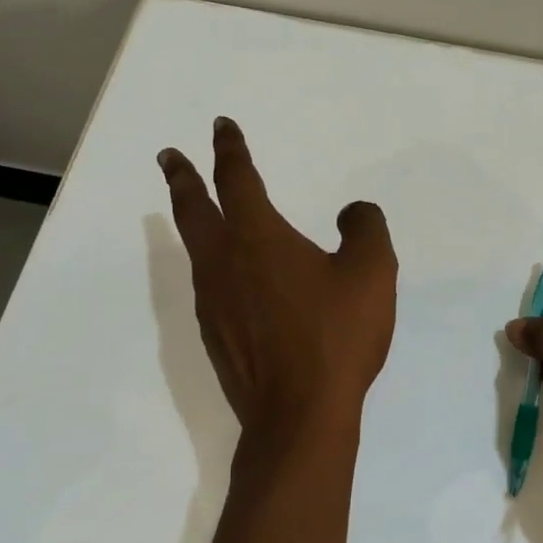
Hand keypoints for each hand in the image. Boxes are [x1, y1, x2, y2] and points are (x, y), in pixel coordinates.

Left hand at [159, 118, 396, 434]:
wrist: (299, 414)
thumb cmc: (335, 336)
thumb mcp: (372, 272)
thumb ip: (365, 228)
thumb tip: (352, 212)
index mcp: (258, 237)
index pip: (236, 178)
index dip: (229, 148)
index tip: (222, 127)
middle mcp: (224, 262)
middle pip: (193, 208)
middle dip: (182, 177)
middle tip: (169, 156)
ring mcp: (213, 302)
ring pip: (195, 248)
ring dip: (192, 221)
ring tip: (199, 213)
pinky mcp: (215, 335)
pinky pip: (208, 285)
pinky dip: (211, 264)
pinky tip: (229, 278)